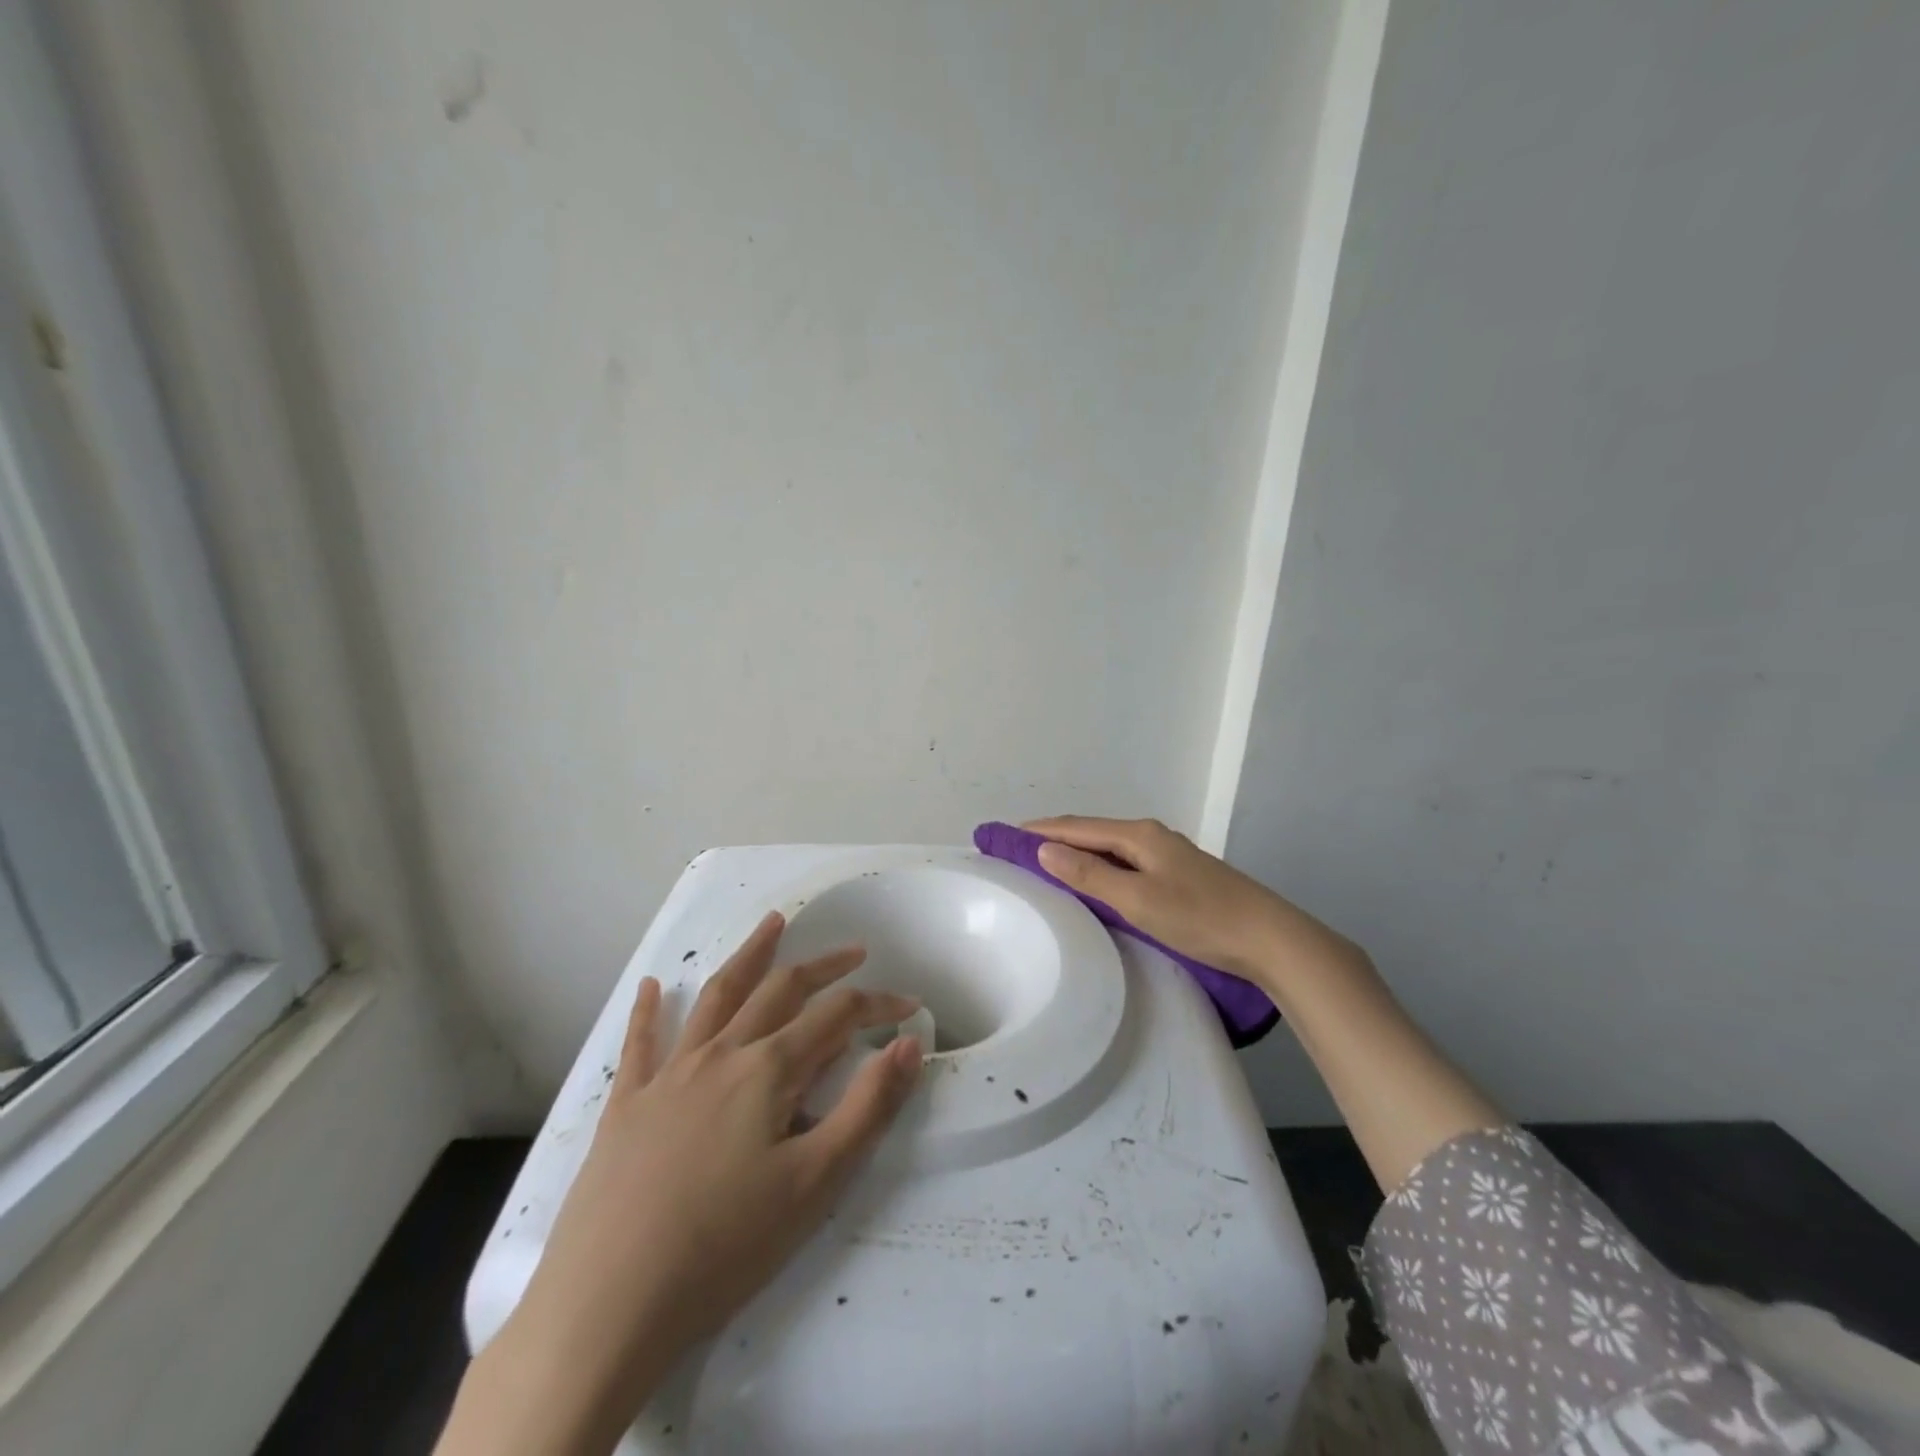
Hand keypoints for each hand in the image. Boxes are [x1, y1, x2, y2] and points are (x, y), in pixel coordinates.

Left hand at [440, 912, 922, 1455]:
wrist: (608, 1305)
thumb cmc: (724, 1246)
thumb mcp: (815, 1183)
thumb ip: (868, 1107)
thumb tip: (908, 1044)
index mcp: (768, 1070)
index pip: (836, 1017)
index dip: (877, 1004)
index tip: (910, 1006)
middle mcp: (721, 1055)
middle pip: (780, 990)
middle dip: (823, 966)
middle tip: (854, 950)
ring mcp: (669, 1075)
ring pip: (716, 996)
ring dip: (748, 956)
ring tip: (771, 923)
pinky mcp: (627, 1105)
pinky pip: (640, 1043)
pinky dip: (648, 1010)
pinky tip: (652, 985)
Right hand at [1029, 816, 1500, 1190]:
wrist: (1270, 938)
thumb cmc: (1199, 918)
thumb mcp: (1137, 899)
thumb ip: (1089, 874)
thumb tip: (1044, 849)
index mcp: (1138, 835)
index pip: (1075, 826)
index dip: (1038, 830)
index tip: (1003, 834)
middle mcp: (1152, 835)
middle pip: (1091, 831)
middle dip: (1053, 836)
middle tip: (1017, 849)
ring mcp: (1169, 854)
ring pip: (1110, 846)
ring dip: (1077, 850)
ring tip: (1047, 863)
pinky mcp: (1180, 874)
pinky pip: (1125, 860)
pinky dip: (1099, 864)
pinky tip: (1096, 879)